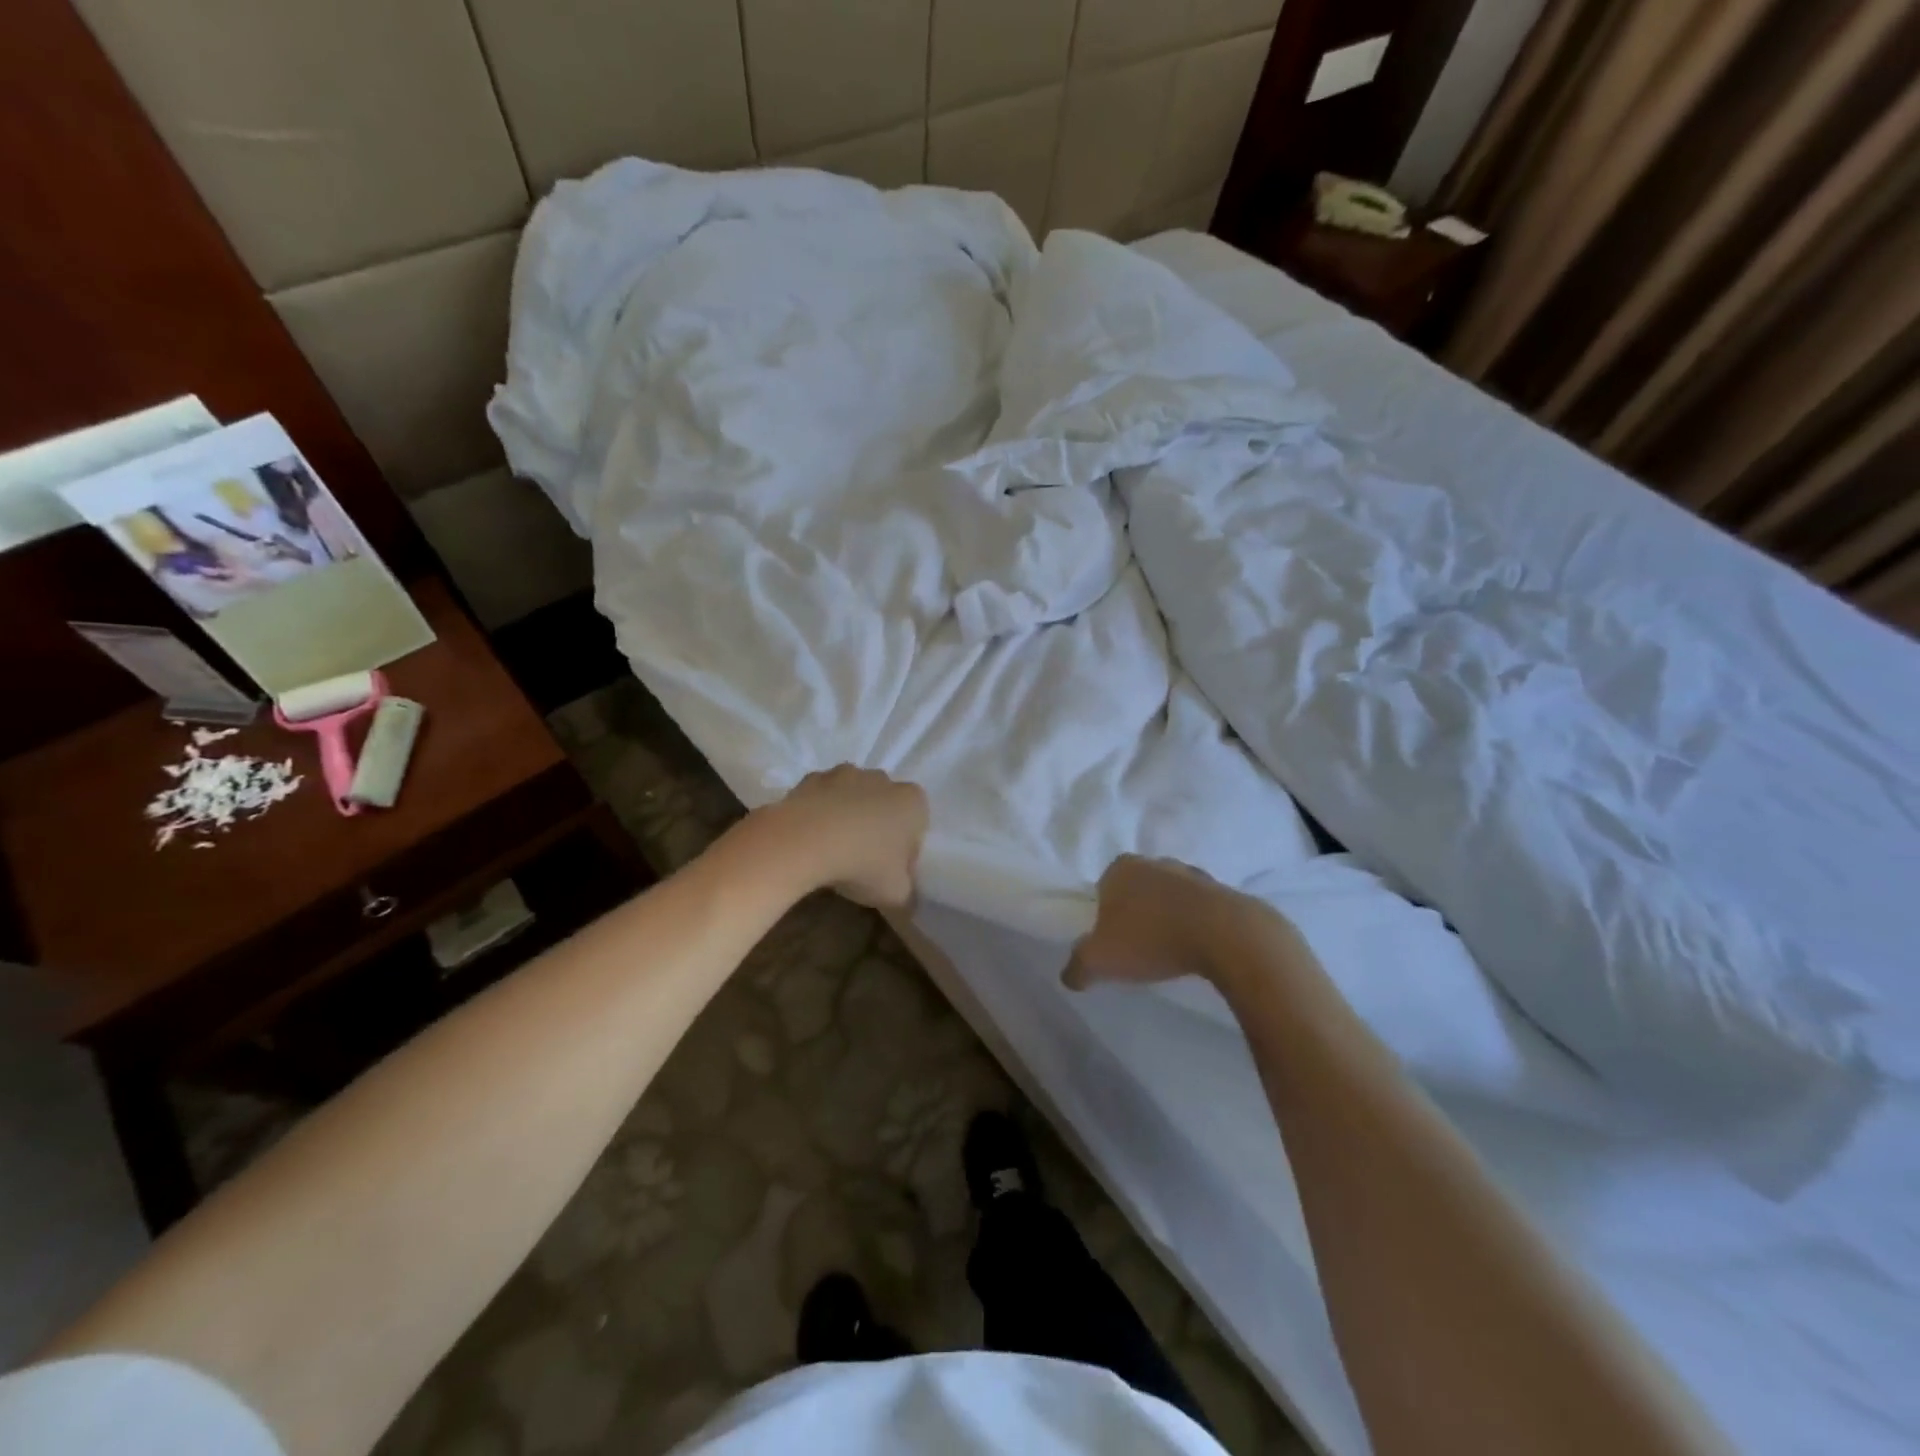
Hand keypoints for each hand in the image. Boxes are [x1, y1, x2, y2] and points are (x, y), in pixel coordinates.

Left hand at [770, 766, 928, 909]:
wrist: (804, 840)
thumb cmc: (862, 864)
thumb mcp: (896, 894)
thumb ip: (907, 894)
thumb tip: (904, 898)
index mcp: (912, 801)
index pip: (917, 827)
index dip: (905, 852)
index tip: (889, 873)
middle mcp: (883, 780)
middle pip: (885, 807)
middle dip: (877, 829)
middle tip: (861, 863)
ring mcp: (846, 773)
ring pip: (852, 798)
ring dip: (847, 817)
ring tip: (831, 851)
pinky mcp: (812, 777)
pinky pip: (822, 798)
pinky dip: (819, 813)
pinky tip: (809, 839)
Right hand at [1065, 855, 1271, 990]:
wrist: (1226, 936)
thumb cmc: (1152, 939)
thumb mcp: (1100, 960)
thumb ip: (1077, 967)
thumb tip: (1068, 977)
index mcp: (1121, 868)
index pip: (1103, 887)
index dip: (1103, 914)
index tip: (1111, 941)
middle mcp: (1155, 862)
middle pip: (1137, 890)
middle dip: (1136, 914)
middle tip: (1137, 948)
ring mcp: (1192, 874)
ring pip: (1169, 897)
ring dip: (1168, 918)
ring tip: (1169, 952)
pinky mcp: (1223, 891)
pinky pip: (1199, 909)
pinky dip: (1195, 925)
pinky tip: (1196, 949)